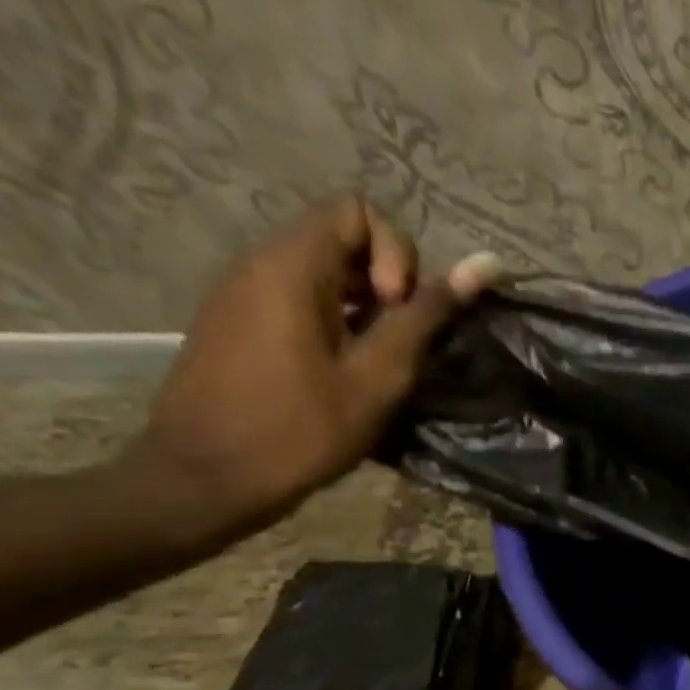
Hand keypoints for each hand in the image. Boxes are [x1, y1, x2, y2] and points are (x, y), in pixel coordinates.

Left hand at [129, 195, 498, 545]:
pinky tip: (343, 368)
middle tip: (395, 341)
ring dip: (365, 303)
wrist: (205, 478)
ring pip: (322, 269)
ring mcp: (241, 292)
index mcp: (291, 266)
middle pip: (341, 235)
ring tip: (377, 359)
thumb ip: (427, 315)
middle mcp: (258, 263)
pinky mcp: (236, 321)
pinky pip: (298, 295)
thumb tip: (484, 265)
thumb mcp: (378, 374)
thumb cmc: (301, 429)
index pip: (358, 211)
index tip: (396, 310)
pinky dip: (335, 317)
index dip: (396, 254)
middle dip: (386, 280)